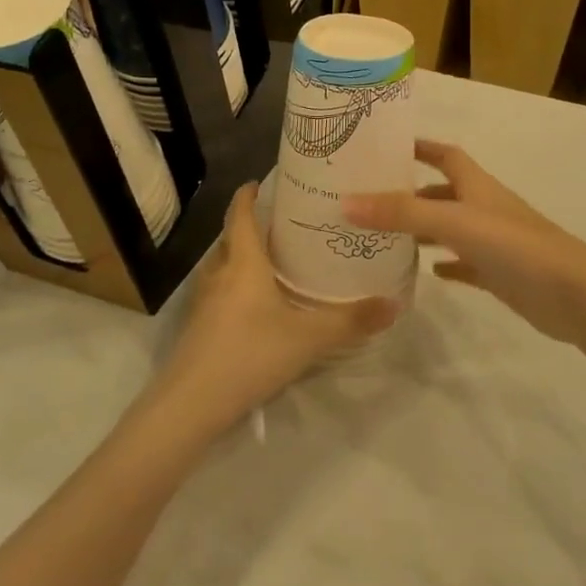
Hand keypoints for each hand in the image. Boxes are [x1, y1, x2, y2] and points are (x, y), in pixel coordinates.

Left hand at [155, 184, 399, 436]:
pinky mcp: (198, 327)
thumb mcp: (308, 338)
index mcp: (243, 262)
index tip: (259, 181)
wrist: (191, 404)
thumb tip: (394, 304)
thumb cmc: (250, 354)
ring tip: (273, 262)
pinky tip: (256, 306)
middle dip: (251, 227)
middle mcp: (219, 273)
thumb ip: (351, 321)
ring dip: (242, 258)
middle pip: (231, 239)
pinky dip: (235, 287)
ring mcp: (203, 302)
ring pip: (223, 267)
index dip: (248, 195)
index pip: (240, 214)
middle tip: (283, 225)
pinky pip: (219, 293)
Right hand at [346, 141, 585, 342]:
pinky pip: (468, 263)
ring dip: (426, 228)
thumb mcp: (453, 222)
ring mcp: (496, 242)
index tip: (388, 146)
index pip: (445, 154)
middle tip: (373, 200)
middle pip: (445, 191)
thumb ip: (401, 213)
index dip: (420, 147)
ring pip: (454, 228)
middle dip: (413, 192)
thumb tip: (346, 203)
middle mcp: (485, 208)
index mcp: (477, 186)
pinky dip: (449, 263)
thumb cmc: (514, 245)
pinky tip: (430, 272)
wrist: (574, 294)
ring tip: (389, 236)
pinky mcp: (502, 274)